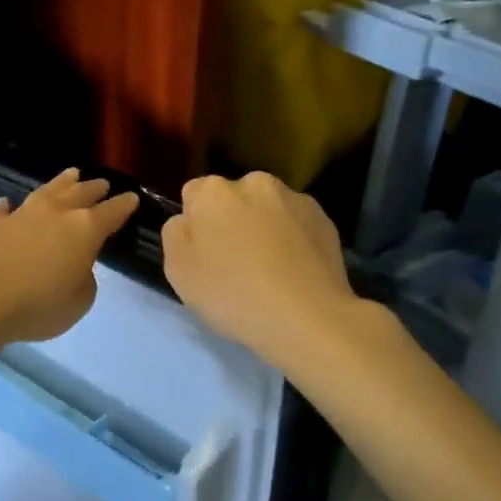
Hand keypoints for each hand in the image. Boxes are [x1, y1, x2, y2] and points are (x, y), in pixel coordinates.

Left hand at [0, 168, 139, 345]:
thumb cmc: (39, 304)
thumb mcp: (79, 302)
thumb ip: (85, 280)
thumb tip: (76, 266)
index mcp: (85, 229)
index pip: (111, 212)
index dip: (124, 205)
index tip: (132, 198)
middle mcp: (55, 213)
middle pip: (80, 193)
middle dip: (94, 188)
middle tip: (102, 184)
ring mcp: (21, 214)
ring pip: (46, 191)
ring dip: (60, 182)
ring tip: (70, 174)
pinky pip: (2, 210)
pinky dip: (8, 207)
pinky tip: (7, 204)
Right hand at [161, 173, 360, 370]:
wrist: (307, 317)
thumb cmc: (233, 294)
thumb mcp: (178, 271)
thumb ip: (176, 234)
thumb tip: (188, 220)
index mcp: (213, 191)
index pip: (194, 195)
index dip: (196, 224)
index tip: (204, 254)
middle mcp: (254, 183)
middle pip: (233, 198)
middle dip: (232, 220)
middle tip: (236, 263)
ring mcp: (294, 198)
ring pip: (268, 209)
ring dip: (264, 228)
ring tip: (270, 270)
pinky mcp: (324, 219)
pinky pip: (297, 224)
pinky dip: (293, 239)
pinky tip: (294, 272)